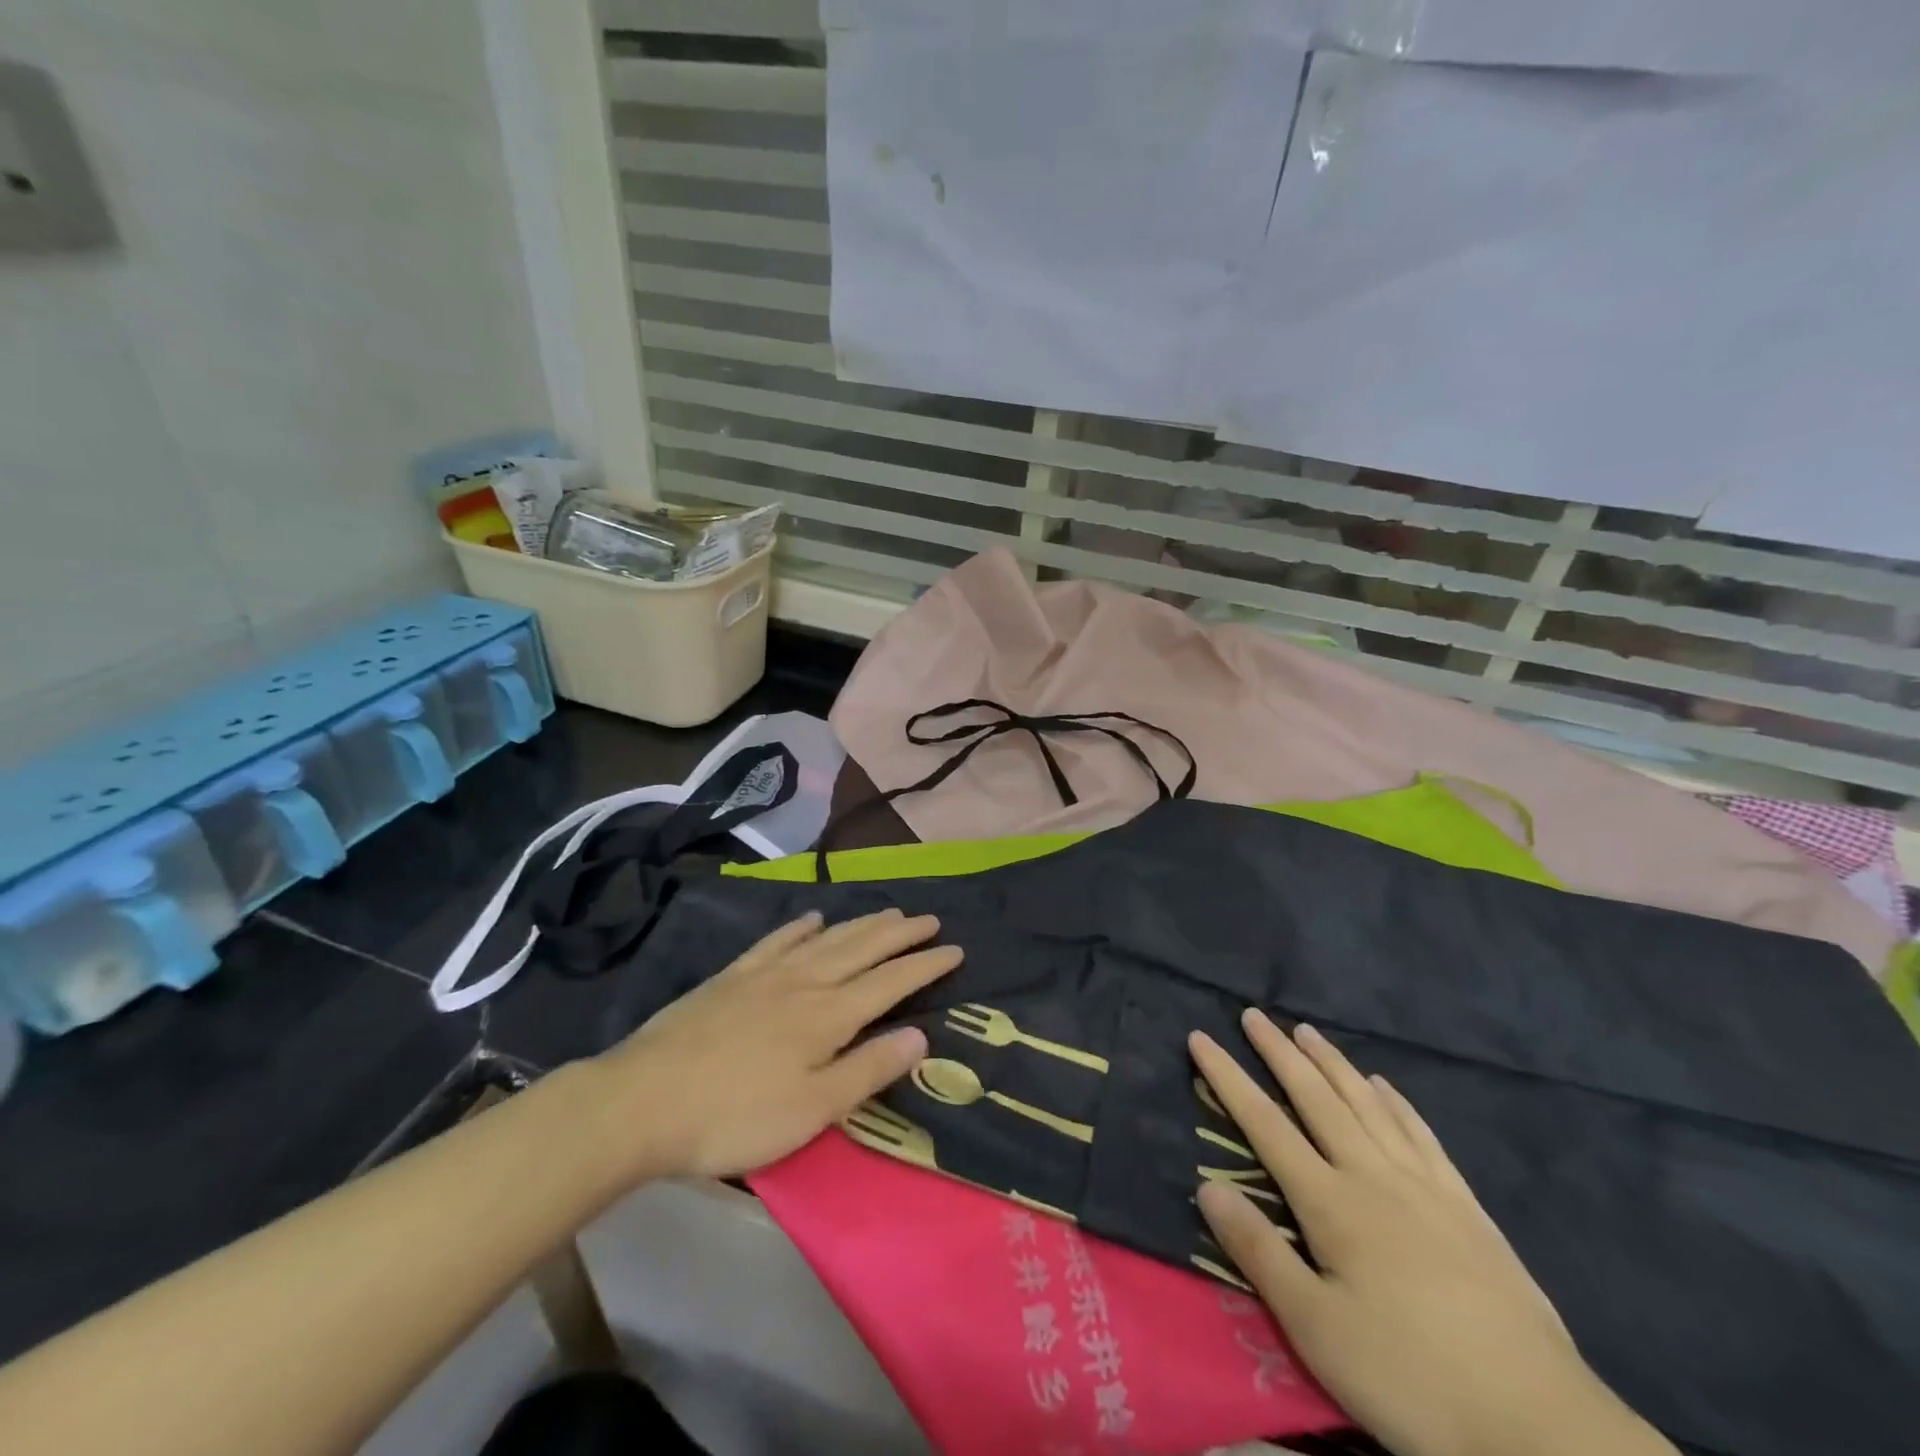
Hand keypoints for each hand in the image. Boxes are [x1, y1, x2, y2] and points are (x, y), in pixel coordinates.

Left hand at [596, 909, 958, 1181]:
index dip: (924, 965)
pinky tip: (813, 918)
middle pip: (862, 948)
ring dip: (861, 923)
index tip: (954, 949)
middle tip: (929, 918)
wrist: (642, 1101)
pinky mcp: (731, 977)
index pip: (890, 982)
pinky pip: (777, 941)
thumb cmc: (734, 1116)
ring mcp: (765, 974)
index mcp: (828, 1015)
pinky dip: (801, 927)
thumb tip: (920, 1035)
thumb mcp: (812, 1109)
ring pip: (826, 938)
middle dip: (900, 933)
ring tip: (888, 911)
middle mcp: (804, 982)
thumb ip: (868, 1069)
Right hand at [1192, 1011, 1676, 1455]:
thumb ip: (1258, 1252)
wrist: (1544, 1430)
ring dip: (1332, 1064)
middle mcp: (1374, 1177)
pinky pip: (1422, 1136)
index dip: (1228, 1077)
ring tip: (1308, 1032)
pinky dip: (1396, 1103)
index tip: (1200, 1037)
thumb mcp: (1317, 1330)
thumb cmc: (1412, 1380)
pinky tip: (1385, 1087)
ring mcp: (1426, 1188)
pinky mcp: (1468, 1211)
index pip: (1265, 1124)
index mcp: (1332, 1203)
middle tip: (1254, 1015)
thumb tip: (1206, 1185)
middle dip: (1279, 1053)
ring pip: (1367, 1105)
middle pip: (1316, 1098)